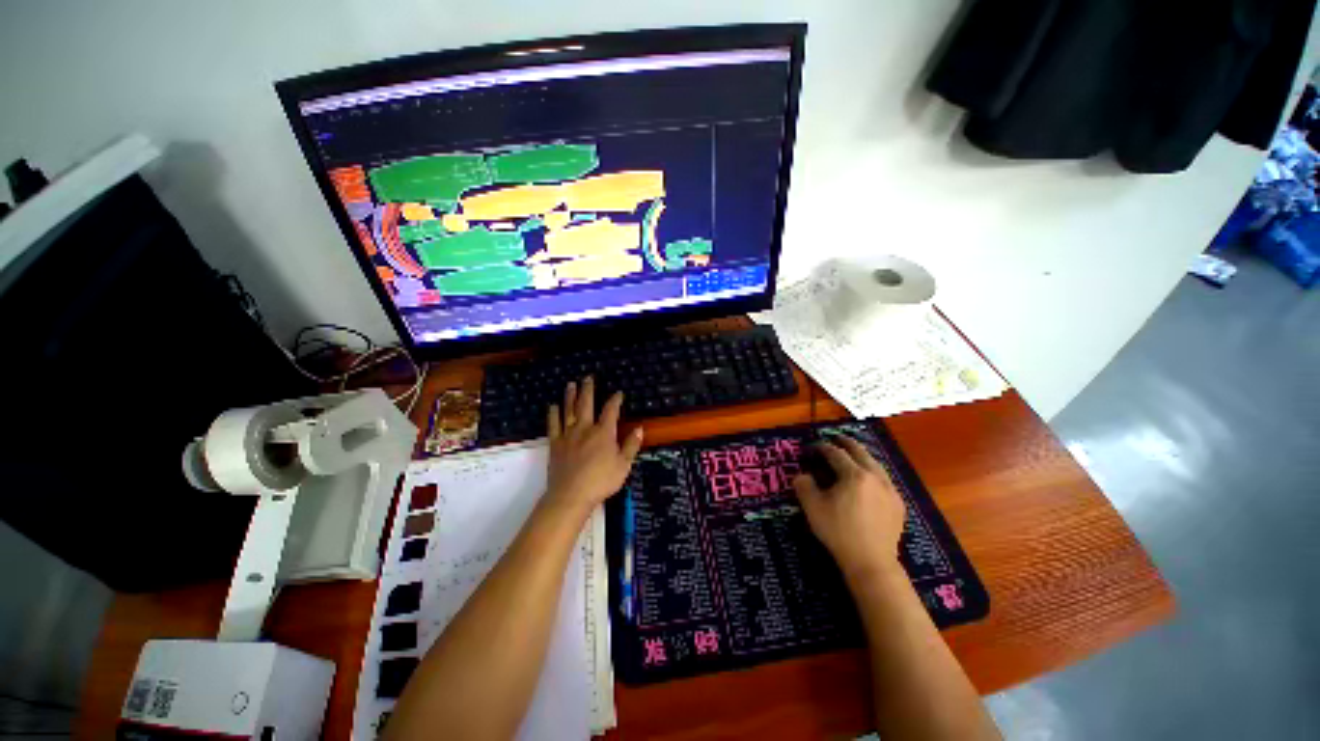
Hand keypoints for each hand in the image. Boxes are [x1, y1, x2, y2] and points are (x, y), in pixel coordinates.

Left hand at [544, 377, 643, 517]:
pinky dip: (553, 414)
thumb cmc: (601, 481)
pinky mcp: (555, 444)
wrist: (571, 495)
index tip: (618, 393)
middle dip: (588, 389)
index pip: (611, 410)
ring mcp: (568, 434)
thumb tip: (639, 429)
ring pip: (569, 410)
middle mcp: (585, 428)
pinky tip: (553, 406)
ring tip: (570, 384)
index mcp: (604, 432)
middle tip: (588, 377)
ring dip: (570, 396)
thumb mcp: (623, 465)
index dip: (615, 400)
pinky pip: (553, 425)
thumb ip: (631, 445)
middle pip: (586, 403)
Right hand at [794, 435, 906, 581]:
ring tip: (853, 454)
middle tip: (836, 438)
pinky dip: (874, 472)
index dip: (822, 447)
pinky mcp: (898, 504)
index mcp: (854, 475)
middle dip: (846, 443)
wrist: (871, 562)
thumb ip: (804, 485)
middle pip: (860, 452)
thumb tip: (803, 475)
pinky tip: (870, 479)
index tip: (812, 446)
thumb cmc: (839, 532)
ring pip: (876, 464)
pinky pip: (885, 479)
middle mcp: (875, 477)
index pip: (836, 453)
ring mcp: (890, 490)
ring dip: (862, 455)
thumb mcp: (812, 507)